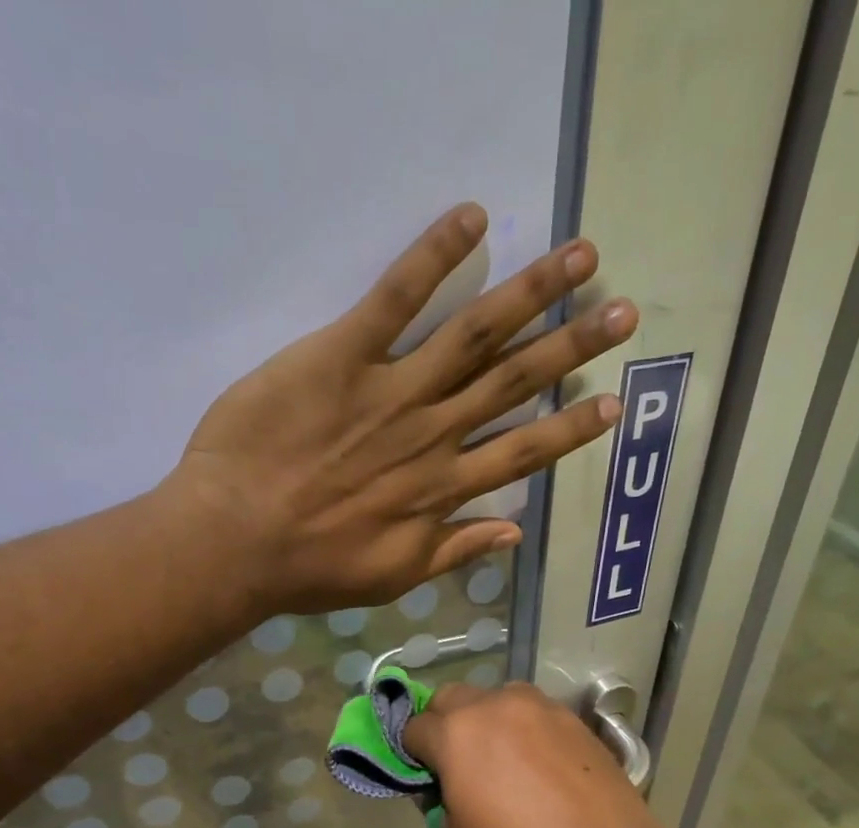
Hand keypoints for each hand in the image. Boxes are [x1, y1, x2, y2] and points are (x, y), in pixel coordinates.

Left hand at [167, 203, 638, 613]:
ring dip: (530, 294)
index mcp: (442, 489)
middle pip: (513, 383)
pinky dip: (433, 256)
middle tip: (622, 312)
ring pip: (473, 335)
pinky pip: (395, 298)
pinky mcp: (342, 355)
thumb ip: (454, 550)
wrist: (236, 540)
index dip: (570, 429)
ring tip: (580, 258)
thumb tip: (515, 532)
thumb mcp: (393, 577)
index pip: (522, 453)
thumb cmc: (311, 568)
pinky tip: (474, 218)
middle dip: (572, 347)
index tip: (614, 403)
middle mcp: (431, 434)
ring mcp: (391, 390)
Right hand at [400, 682, 681, 827]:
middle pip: (453, 698)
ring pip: (499, 698)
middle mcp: (496, 705)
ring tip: (503, 759)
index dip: (413, 754)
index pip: (415, 727)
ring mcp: (541, 707)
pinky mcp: (576, 720)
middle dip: (445, 724)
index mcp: (457, 733)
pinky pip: (536, 715)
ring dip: (489, 720)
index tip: (426, 778)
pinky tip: (540, 765)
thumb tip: (449, 787)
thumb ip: (443, 802)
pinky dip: (526, 731)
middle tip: (457, 762)